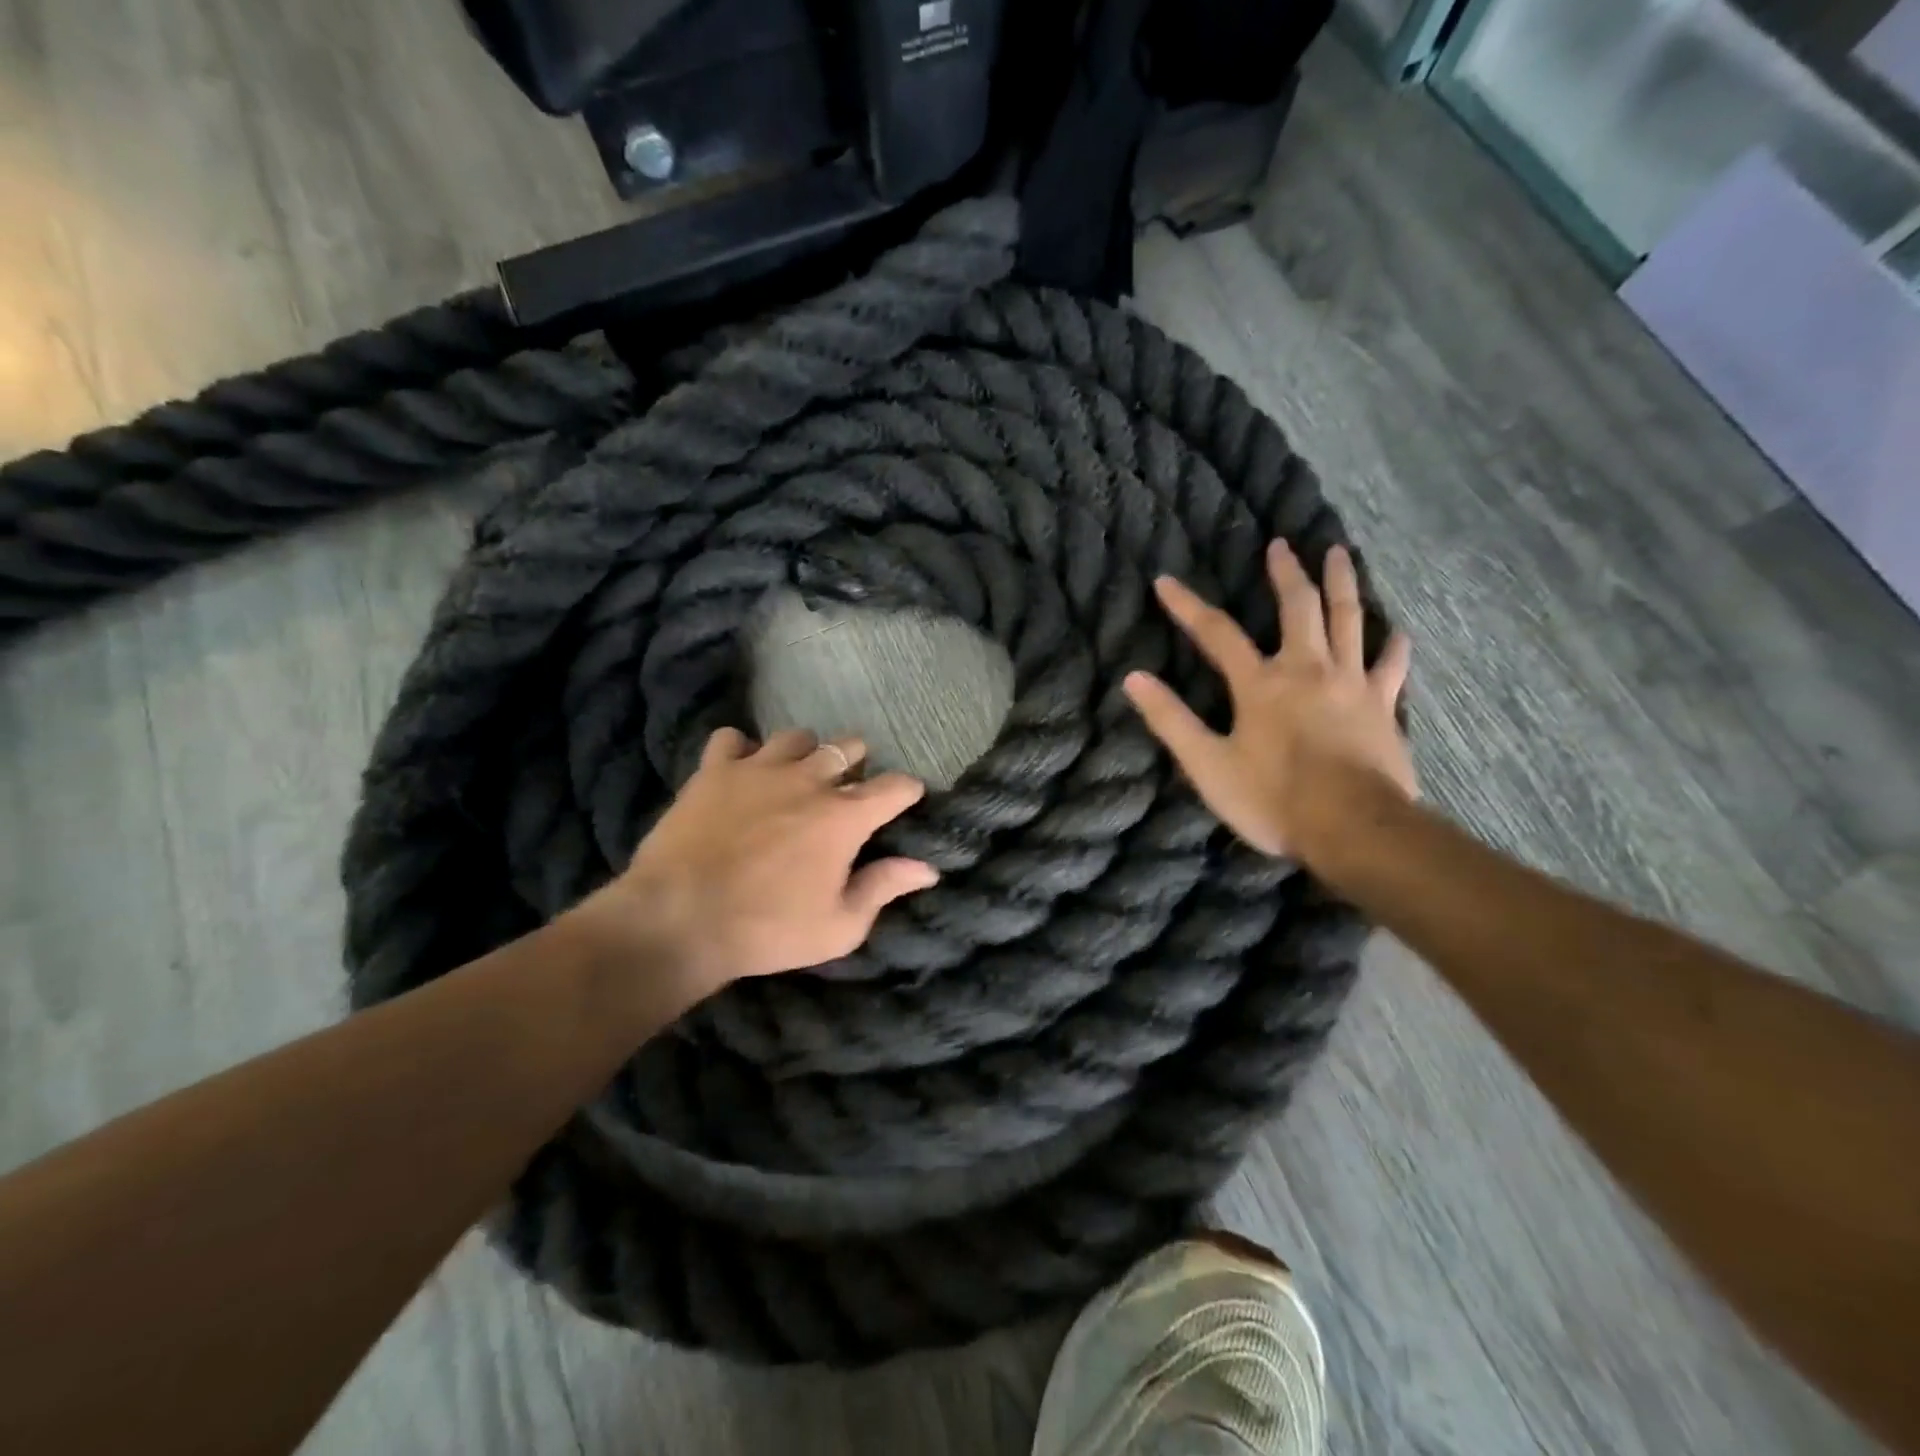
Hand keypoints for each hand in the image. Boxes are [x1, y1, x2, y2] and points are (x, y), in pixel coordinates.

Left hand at [607, 728, 937, 993]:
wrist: (678, 919)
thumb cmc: (767, 929)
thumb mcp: (839, 927)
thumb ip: (884, 888)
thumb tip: (926, 869)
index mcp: (845, 816)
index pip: (896, 786)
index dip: (908, 791)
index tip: (906, 800)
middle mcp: (809, 779)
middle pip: (849, 747)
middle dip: (858, 764)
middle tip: (847, 791)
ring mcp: (759, 768)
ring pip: (797, 737)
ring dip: (805, 753)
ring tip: (796, 776)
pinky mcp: (715, 770)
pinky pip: (733, 739)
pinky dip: (741, 751)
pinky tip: (740, 772)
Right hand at [1124, 542, 1414, 859]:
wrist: (1353, 828)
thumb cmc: (1273, 799)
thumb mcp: (1208, 764)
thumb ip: (1171, 720)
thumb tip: (1133, 679)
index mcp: (1260, 684)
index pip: (1216, 633)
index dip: (1187, 606)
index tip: (1166, 581)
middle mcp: (1307, 670)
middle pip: (1298, 608)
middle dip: (1286, 574)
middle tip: (1282, 544)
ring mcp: (1351, 684)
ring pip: (1349, 621)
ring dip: (1342, 584)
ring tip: (1339, 554)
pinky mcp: (1382, 707)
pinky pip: (1391, 668)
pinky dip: (1394, 648)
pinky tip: (1400, 632)